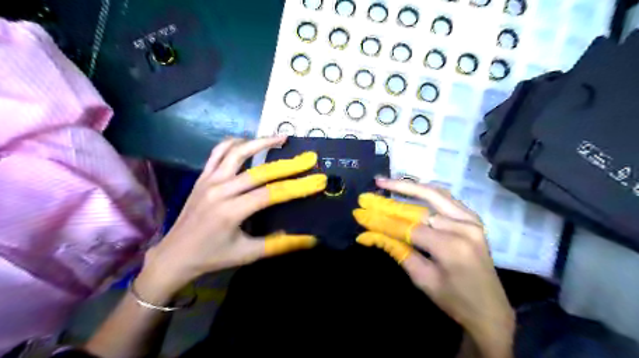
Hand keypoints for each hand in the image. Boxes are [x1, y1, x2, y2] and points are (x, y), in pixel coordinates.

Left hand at [140, 137, 329, 301]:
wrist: (174, 255)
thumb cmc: (212, 257)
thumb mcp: (248, 254)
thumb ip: (280, 245)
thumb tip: (311, 240)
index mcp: (231, 211)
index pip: (272, 194)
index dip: (298, 187)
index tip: (318, 180)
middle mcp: (220, 190)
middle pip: (260, 171)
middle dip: (288, 164)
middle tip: (309, 157)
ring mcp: (209, 180)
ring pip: (237, 152)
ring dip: (261, 142)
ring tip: (281, 138)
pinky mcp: (202, 177)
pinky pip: (218, 152)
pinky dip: (235, 143)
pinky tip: (248, 141)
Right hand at [355, 179, 512, 357]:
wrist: (490, 309)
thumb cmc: (454, 300)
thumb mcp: (422, 279)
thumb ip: (397, 251)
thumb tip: (370, 235)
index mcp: (451, 247)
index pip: (409, 228)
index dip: (384, 220)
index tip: (363, 213)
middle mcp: (463, 227)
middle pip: (421, 206)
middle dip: (394, 195)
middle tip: (375, 183)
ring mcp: (471, 220)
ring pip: (436, 195)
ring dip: (410, 187)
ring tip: (388, 181)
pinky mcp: (473, 219)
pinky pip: (447, 199)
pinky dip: (427, 193)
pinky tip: (412, 189)